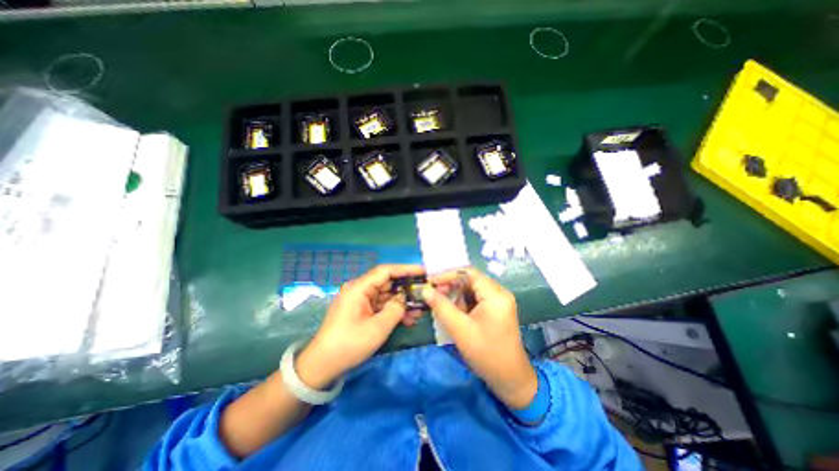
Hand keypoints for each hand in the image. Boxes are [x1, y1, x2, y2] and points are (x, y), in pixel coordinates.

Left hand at [296, 265, 425, 389]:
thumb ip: (395, 309)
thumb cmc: (349, 344)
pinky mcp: (361, 311)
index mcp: (359, 288)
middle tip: (425, 293)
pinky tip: (408, 319)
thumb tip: (404, 298)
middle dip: (407, 289)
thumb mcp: (377, 328)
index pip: (386, 271)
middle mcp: (359, 290)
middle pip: (387, 283)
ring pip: (386, 295)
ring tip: (420, 310)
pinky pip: (381, 306)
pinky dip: (393, 311)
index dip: (406, 269)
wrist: (322, 366)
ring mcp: (360, 301)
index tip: (423, 272)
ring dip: (402, 302)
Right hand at [427, 269, 537, 408]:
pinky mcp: (496, 309)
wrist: (510, 379)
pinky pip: (476, 299)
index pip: (469, 273)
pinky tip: (455, 314)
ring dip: (457, 296)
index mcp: (495, 294)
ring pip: (472, 290)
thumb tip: (426, 291)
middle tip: (434, 295)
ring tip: (444, 308)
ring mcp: (499, 301)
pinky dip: (464, 304)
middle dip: (451, 286)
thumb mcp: (460, 329)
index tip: (430, 282)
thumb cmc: (486, 353)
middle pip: (471, 280)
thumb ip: (441, 306)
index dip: (448, 275)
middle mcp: (499, 293)